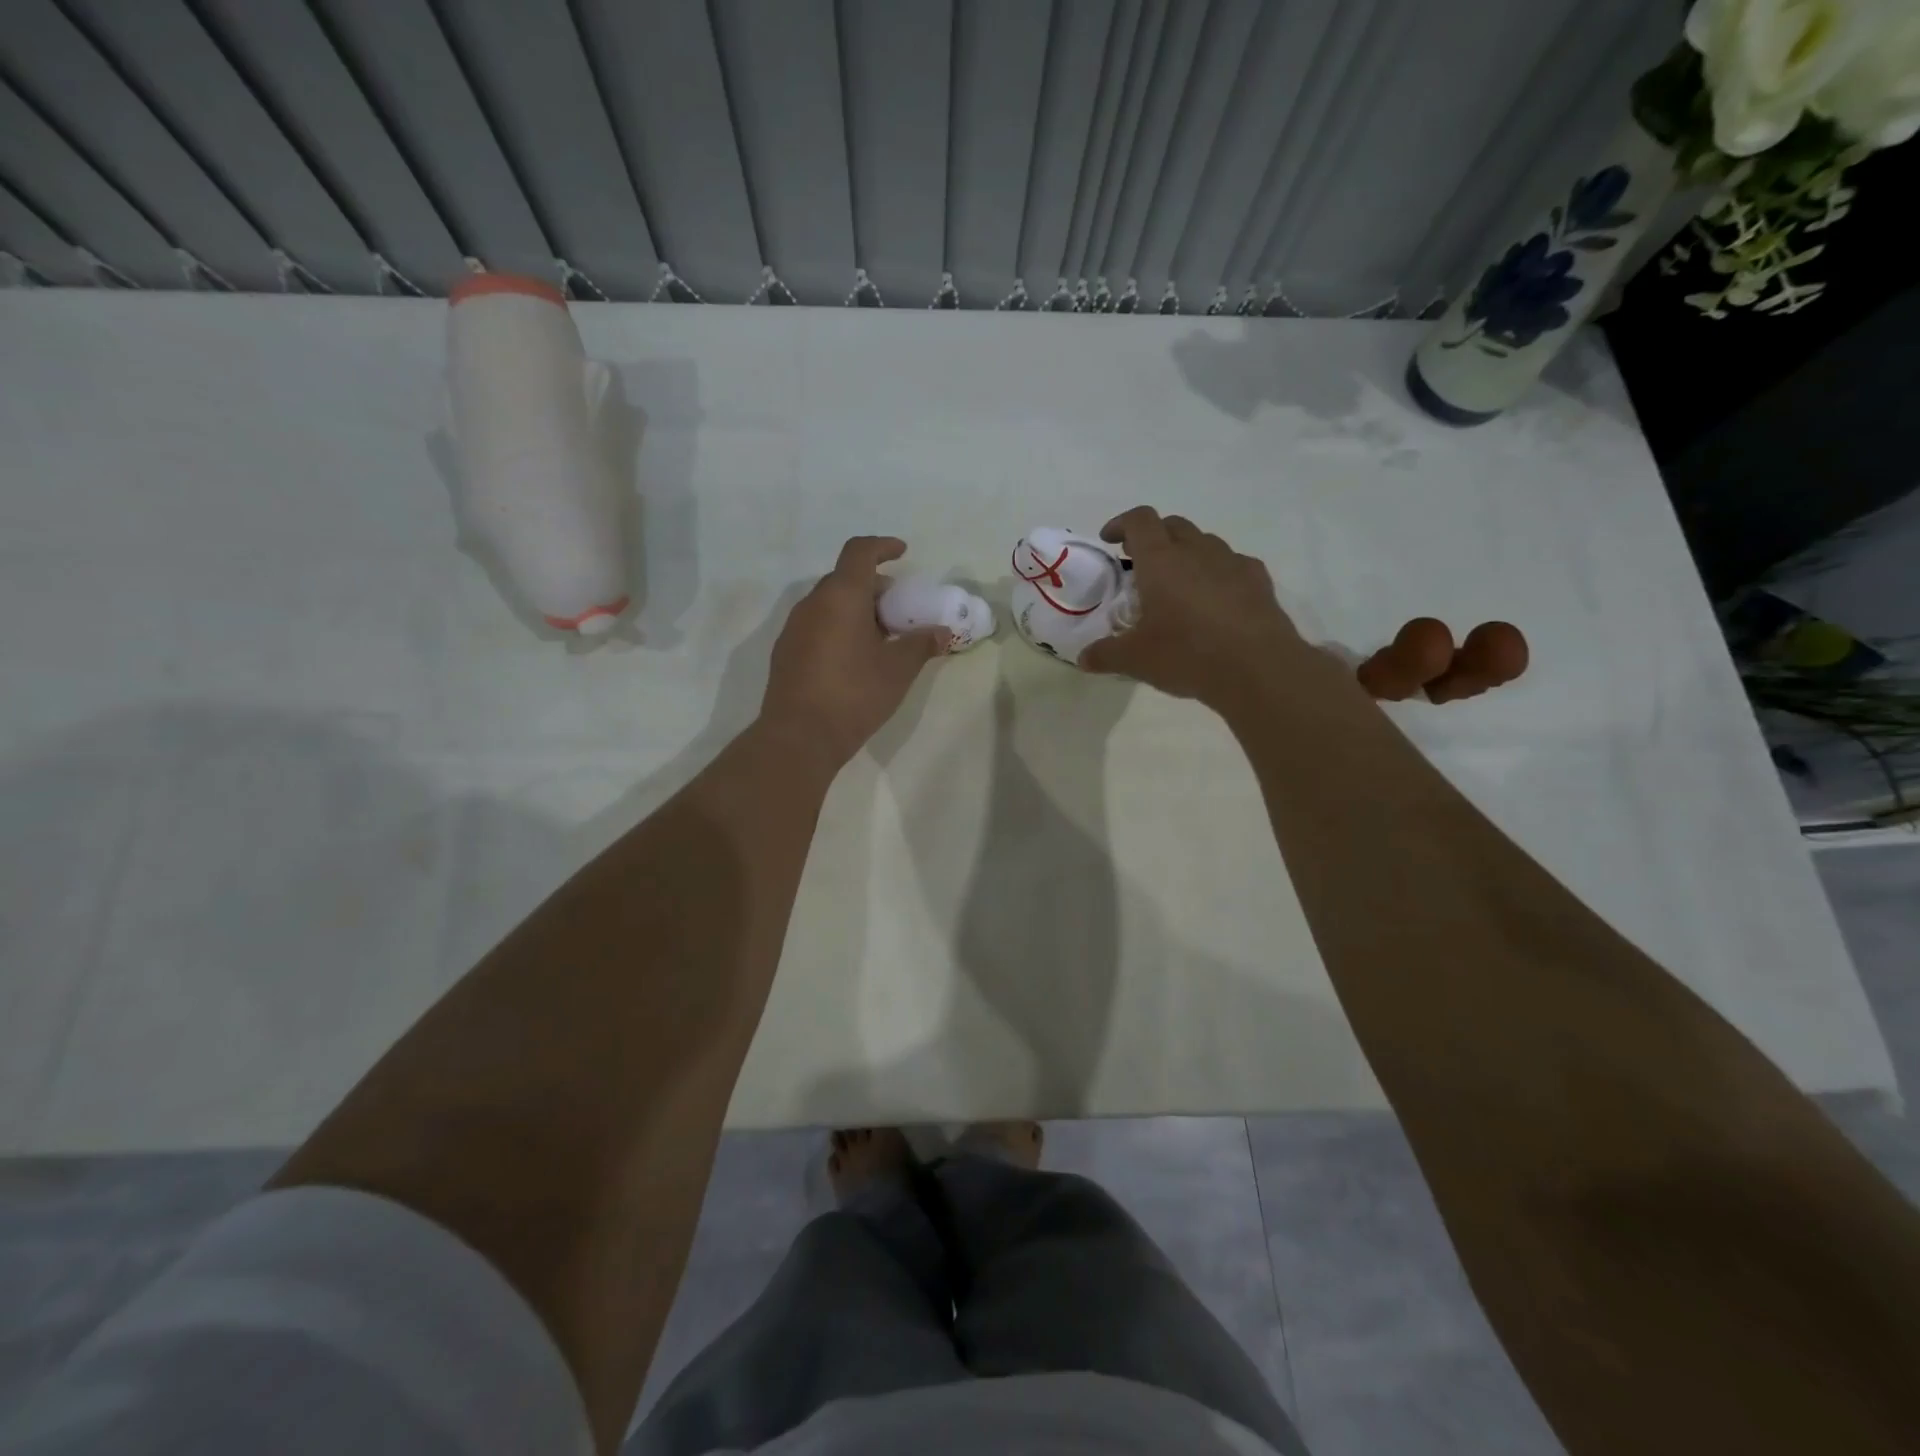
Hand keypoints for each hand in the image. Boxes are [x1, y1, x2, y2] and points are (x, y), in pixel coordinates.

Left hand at [761, 536, 951, 768]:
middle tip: (898, 607)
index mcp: (841, 596)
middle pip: (844, 578)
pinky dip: (838, 627)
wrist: (799, 737)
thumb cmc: (854, 694)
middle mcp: (812, 604)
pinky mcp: (785, 653)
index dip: (882, 547)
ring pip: (829, 604)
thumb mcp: (898, 670)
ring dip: (855, 609)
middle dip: (873, 586)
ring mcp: (794, 628)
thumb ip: (921, 644)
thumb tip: (941, 632)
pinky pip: (816, 625)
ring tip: (880, 636)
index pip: (859, 552)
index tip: (902, 553)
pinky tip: (854, 658)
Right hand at [1081, 507, 1313, 711]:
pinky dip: (1217, 572)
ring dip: (1186, 552)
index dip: (1121, 523)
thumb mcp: (1135, 660)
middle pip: (1172, 525)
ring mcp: (1232, 562)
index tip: (1110, 539)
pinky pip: (1232, 564)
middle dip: (1153, 536)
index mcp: (1161, 561)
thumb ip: (1106, 654)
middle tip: (1139, 561)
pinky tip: (1215, 599)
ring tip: (1177, 582)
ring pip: (1204, 542)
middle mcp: (1196, 551)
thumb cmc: (1186, 655)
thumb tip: (1084, 658)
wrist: (1257, 668)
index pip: (1139, 521)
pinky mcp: (1258, 580)